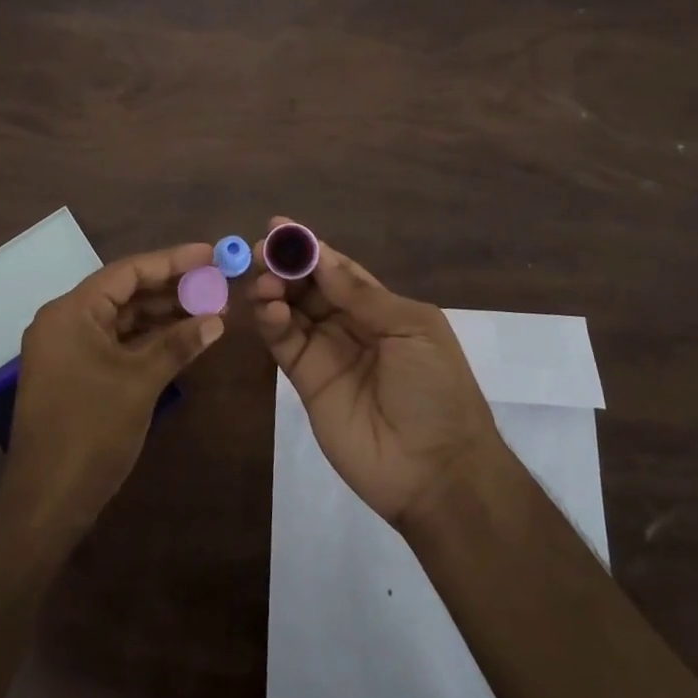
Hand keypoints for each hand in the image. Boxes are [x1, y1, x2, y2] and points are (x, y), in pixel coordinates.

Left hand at [0, 243, 225, 548]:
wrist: (46, 503)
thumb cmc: (91, 431)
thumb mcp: (140, 382)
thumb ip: (178, 343)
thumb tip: (217, 319)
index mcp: (71, 312)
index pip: (127, 272)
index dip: (172, 261)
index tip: (209, 254)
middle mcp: (65, 321)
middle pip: (125, 292)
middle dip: (171, 287)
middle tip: (215, 281)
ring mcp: (67, 349)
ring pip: (122, 318)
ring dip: (162, 314)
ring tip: (208, 306)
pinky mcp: (75, 373)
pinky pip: (115, 342)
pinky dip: (147, 339)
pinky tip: (183, 337)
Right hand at [251, 217, 501, 528]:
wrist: (435, 470)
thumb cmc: (436, 390)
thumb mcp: (412, 330)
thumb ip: (362, 295)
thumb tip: (321, 256)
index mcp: (381, 308)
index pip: (338, 269)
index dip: (310, 248)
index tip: (280, 227)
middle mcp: (349, 325)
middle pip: (309, 286)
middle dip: (285, 265)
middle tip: (261, 250)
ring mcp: (326, 353)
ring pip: (291, 310)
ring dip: (273, 289)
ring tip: (263, 281)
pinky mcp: (306, 381)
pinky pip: (284, 343)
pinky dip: (271, 322)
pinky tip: (269, 309)